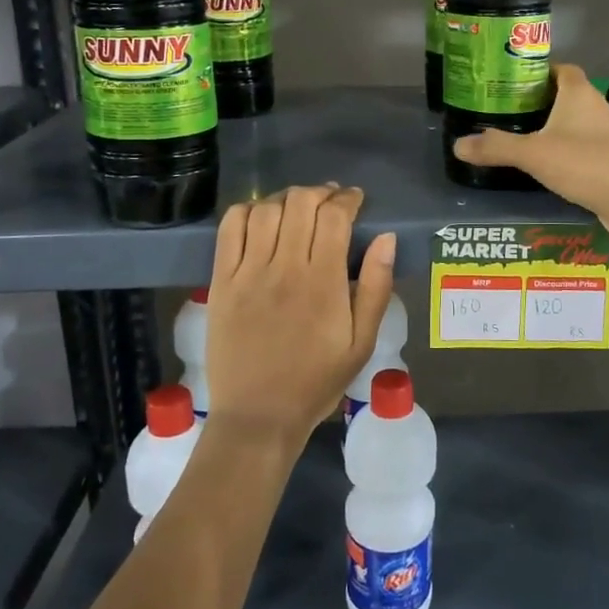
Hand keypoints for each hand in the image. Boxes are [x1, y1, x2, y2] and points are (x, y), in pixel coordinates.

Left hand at [203, 185, 397, 450]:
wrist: (259, 415)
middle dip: (320, 192)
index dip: (347, 199)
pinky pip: (229, 229)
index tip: (355, 200)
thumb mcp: (362, 342)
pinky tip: (260, 216)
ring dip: (286, 198)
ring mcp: (248, 273)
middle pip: (300, 203)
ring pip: (265, 210)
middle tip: (330, 201)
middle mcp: (284, 268)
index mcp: (323, 282)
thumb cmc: (317, 381)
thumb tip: (387, 239)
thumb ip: (377, 288)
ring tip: (298, 207)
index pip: (334, 217)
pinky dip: (246, 211)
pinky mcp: (221, 281)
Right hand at [452, 64, 608, 248]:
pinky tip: (546, 169)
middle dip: (539, 102)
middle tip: (506, 112)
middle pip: (566, 97)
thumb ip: (496, 147)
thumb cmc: (588, 164)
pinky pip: (583, 151)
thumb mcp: (534, 154)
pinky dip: (565, 155)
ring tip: (520, 139)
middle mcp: (597, 109)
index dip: (539, 71)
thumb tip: (457, 145)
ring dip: (552, 130)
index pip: (561, 69)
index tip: (512, 81)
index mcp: (579, 94)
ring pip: (575, 126)